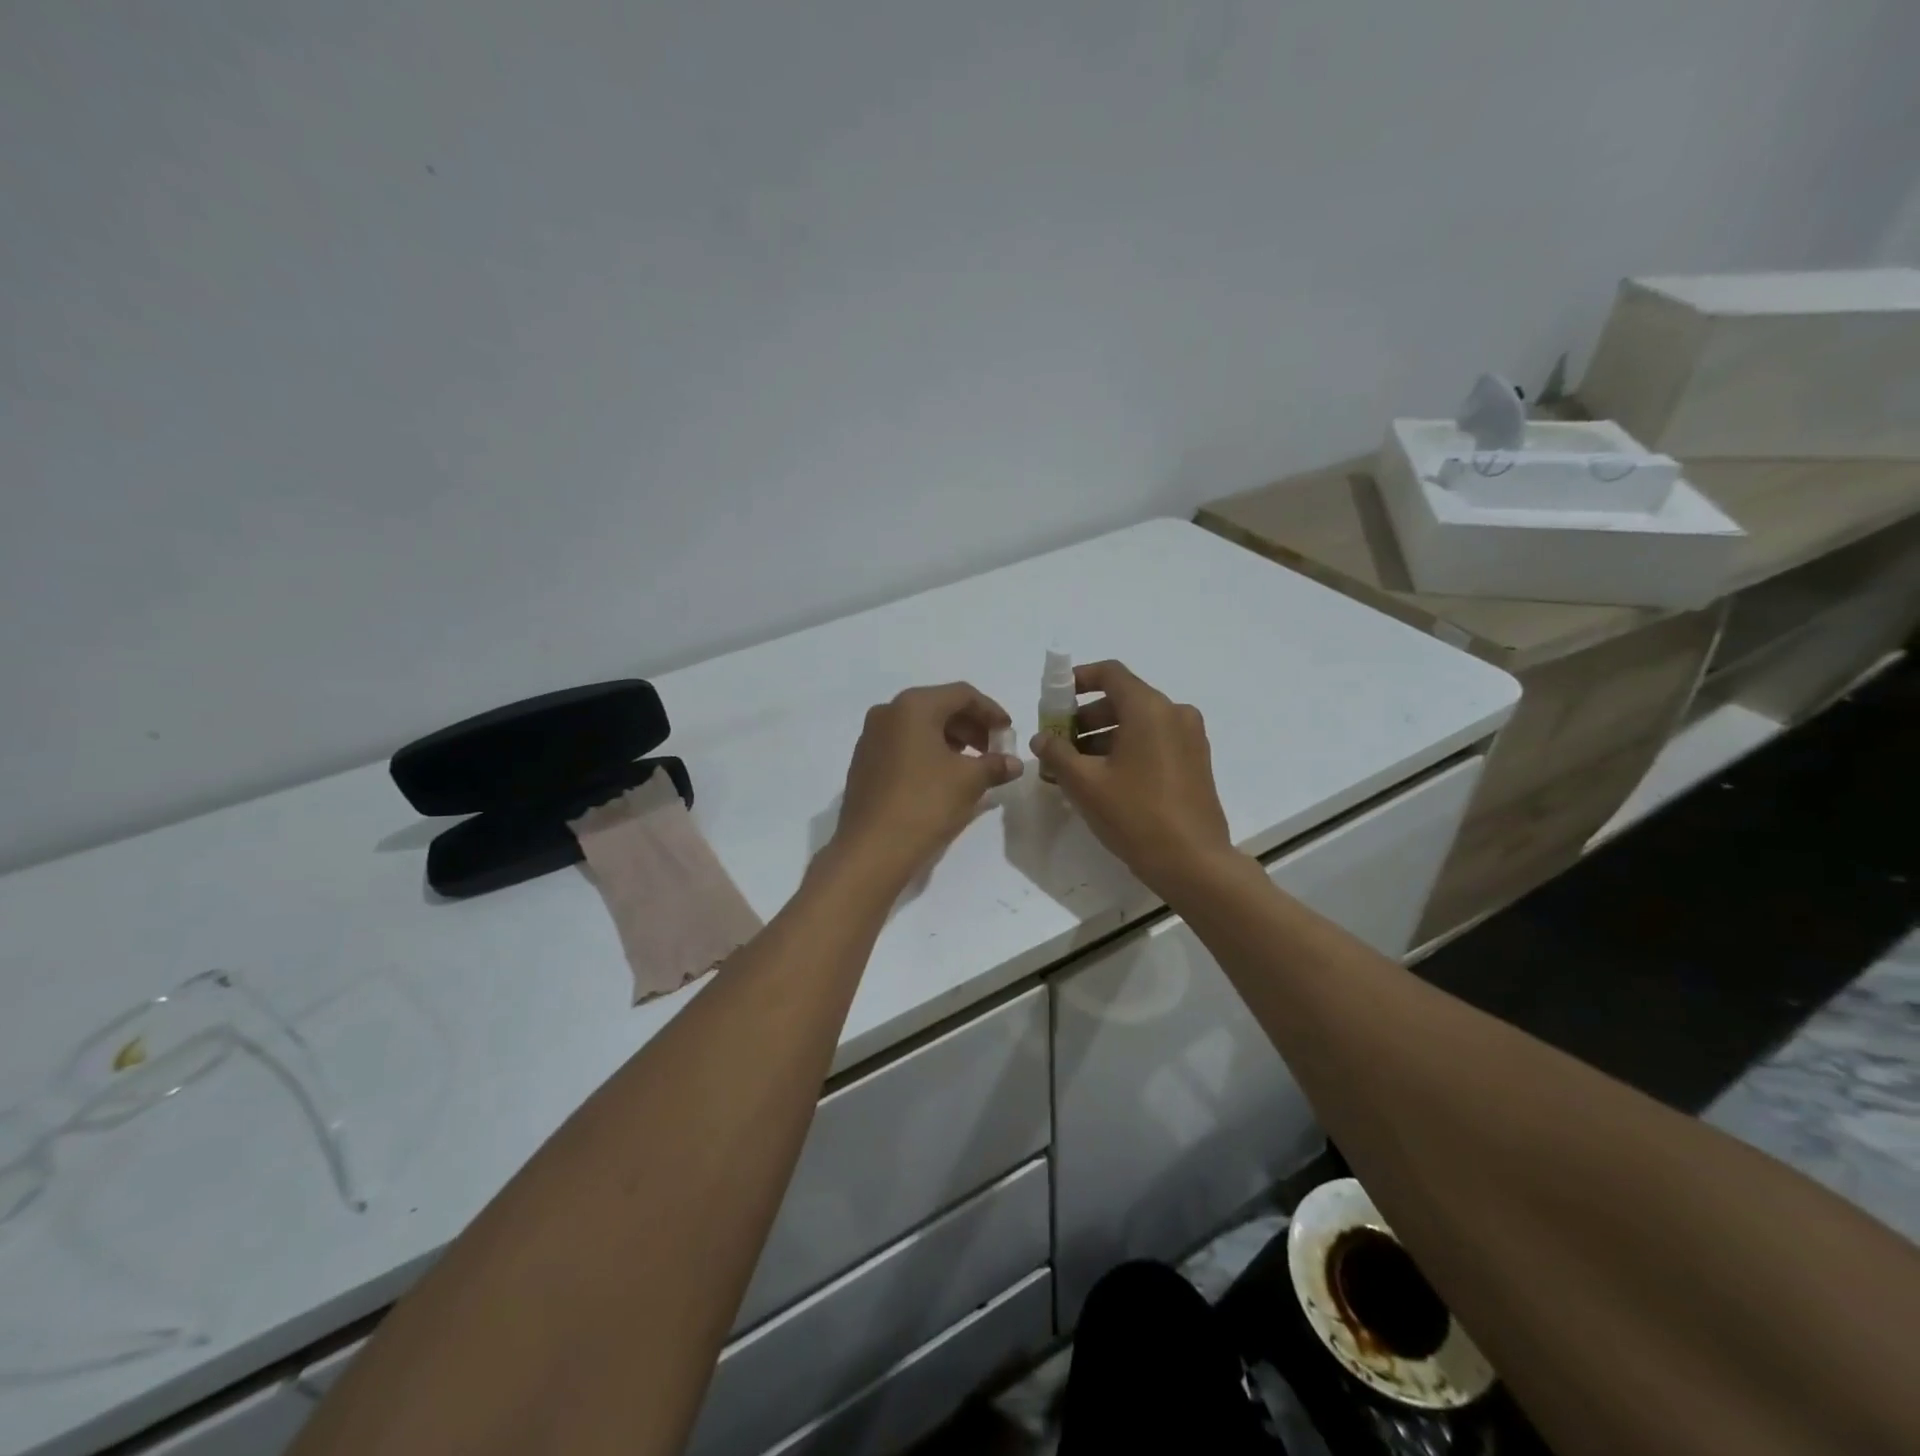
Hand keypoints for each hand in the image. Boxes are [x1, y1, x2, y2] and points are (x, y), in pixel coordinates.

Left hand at [830, 682, 1023, 890]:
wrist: (872, 848)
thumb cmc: (925, 803)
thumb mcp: (969, 781)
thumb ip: (995, 764)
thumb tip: (1014, 763)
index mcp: (913, 706)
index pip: (962, 694)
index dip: (991, 711)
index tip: (1009, 732)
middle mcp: (888, 712)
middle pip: (939, 707)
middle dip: (971, 726)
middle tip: (993, 749)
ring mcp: (871, 737)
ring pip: (919, 727)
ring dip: (950, 740)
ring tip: (972, 764)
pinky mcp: (864, 762)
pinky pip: (903, 745)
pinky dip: (928, 752)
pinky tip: (943, 776)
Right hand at [1029, 660, 1236, 898]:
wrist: (1193, 862)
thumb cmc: (1135, 815)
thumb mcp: (1085, 783)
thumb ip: (1057, 753)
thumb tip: (1041, 739)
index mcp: (1149, 708)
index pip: (1110, 673)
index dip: (1078, 679)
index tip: (1054, 699)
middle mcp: (1174, 713)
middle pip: (1122, 699)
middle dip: (1086, 717)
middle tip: (1058, 743)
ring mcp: (1190, 738)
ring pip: (1139, 723)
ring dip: (1104, 736)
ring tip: (1076, 768)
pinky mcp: (1196, 762)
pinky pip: (1155, 741)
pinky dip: (1127, 749)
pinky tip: (1105, 779)